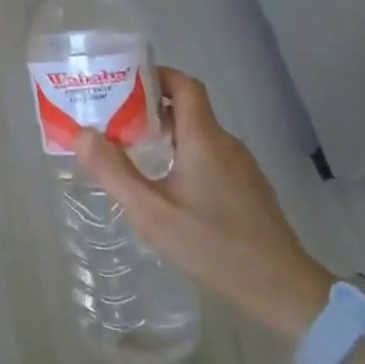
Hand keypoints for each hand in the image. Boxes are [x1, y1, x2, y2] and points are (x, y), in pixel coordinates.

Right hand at [73, 68, 333, 343]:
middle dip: (150, 108)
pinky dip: (184, 155)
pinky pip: (211, 156)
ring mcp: (242, 167)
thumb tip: (82, 133)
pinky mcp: (248, 188)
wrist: (281, 288)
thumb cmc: (212, 246)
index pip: (184, 85)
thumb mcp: (152, 213)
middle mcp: (226, 143)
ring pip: (199, 135)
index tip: (123, 82)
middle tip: (114, 120)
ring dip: (166, 134)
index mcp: (204, 139)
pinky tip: (166, 185)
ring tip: (132, 152)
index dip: (156, 75)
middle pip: (188, 109)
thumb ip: (114, 172)